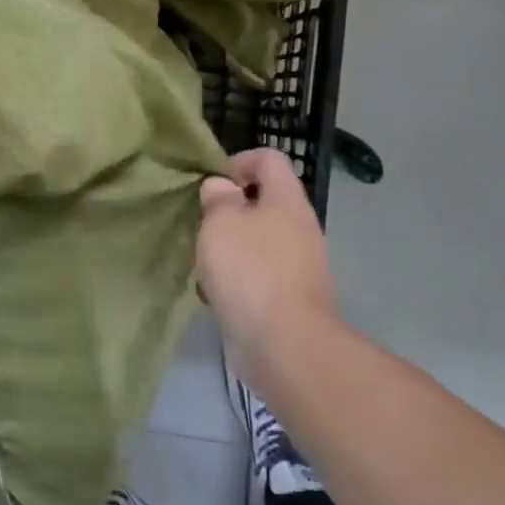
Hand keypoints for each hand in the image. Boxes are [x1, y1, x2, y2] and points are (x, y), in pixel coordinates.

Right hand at [196, 149, 337, 378]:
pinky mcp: (291, 300)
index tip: (213, 182)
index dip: (240, 161)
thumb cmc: (250, 270)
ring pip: (259, 242)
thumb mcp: (221, 222)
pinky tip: (216, 294)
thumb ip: (219, 198)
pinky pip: (260, 276)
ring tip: (205, 262)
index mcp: (288, 201)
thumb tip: (222, 188)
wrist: (285, 346)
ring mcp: (300, 267)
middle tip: (204, 224)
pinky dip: (238, 280)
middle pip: (265, 202)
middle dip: (230, 210)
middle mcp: (300, 229)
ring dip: (231, 247)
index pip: (270, 159)